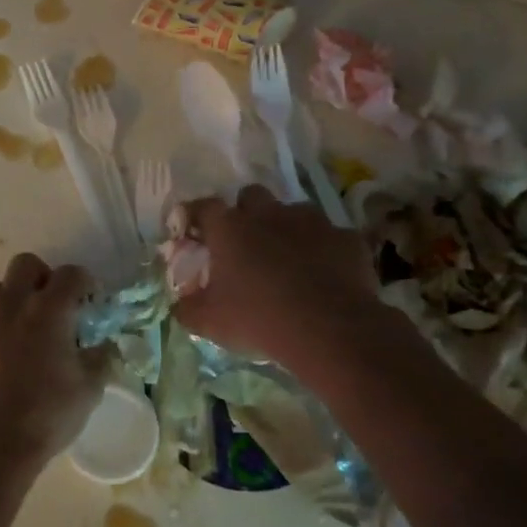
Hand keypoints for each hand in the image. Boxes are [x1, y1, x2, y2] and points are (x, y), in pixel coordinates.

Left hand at [0, 252, 110, 470]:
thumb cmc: (45, 415)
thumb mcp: (88, 390)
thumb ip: (100, 359)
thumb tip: (103, 346)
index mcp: (48, 310)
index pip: (70, 274)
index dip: (85, 282)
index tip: (90, 300)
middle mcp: (11, 304)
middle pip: (26, 265)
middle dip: (44, 277)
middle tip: (55, 305)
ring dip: (13, 295)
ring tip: (24, 323)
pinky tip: (3, 352)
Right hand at [173, 186, 388, 368]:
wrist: (329, 329)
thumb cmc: (258, 318)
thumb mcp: (208, 321)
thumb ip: (187, 308)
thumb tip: (180, 304)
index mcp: (229, 227)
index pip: (203, 207)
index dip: (195, 216)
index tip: (192, 231)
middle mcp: (269, 213)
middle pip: (251, 196)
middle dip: (245, 213)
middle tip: (243, 243)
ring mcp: (312, 221)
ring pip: (294, 212)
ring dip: (286, 229)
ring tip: (287, 259)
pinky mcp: (346, 238)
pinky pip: (330, 237)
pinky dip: (323, 251)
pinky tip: (323, 275)